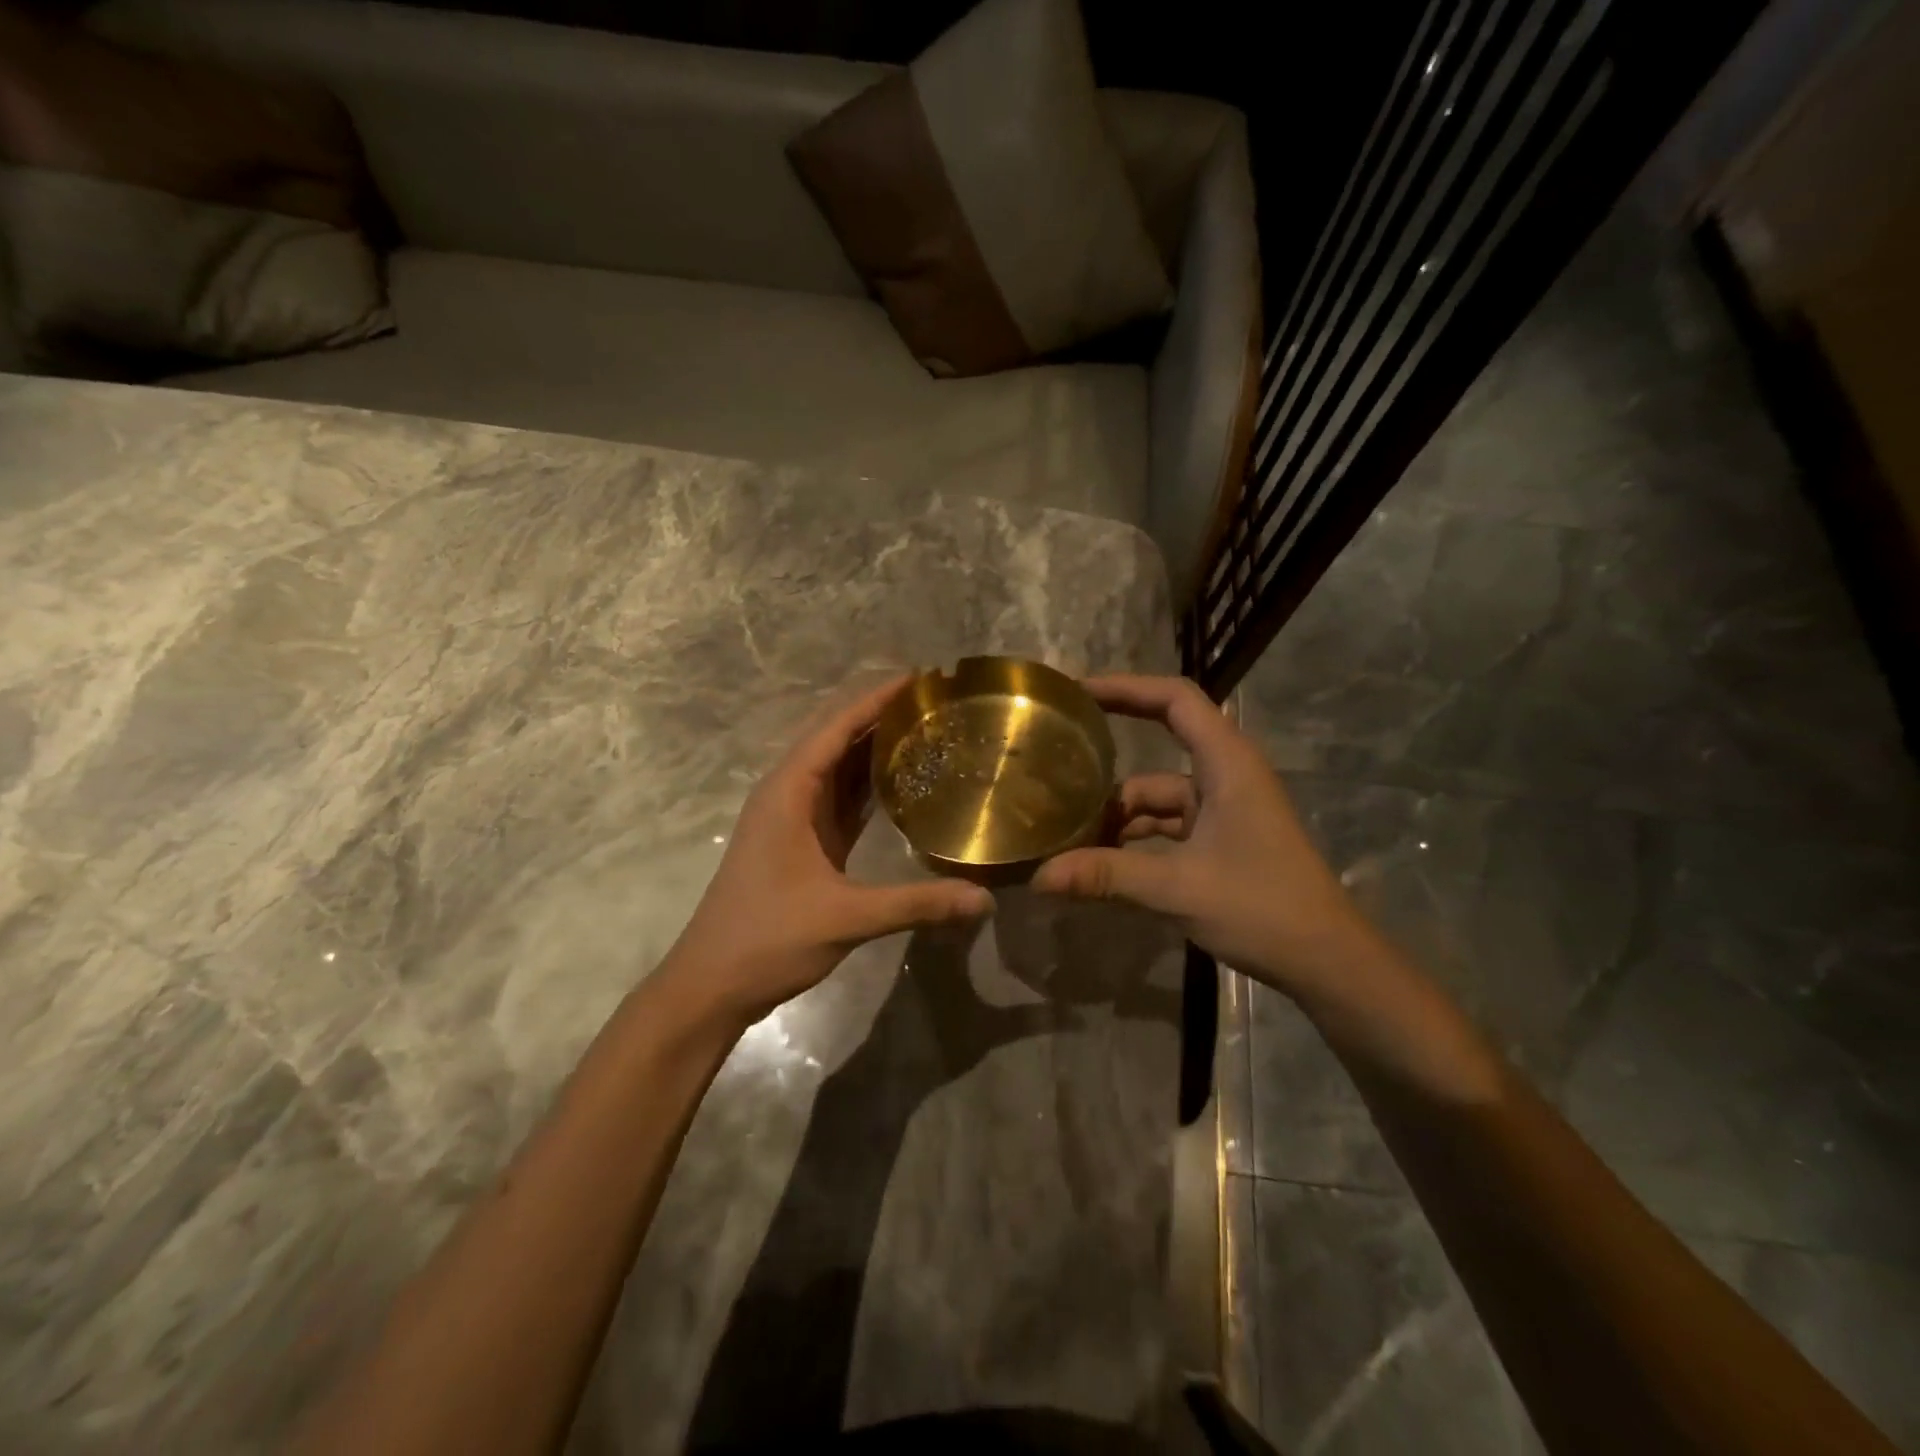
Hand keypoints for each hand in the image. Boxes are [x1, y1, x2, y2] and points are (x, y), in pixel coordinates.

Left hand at [661, 676, 993, 1028]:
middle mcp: (789, 793)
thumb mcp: (846, 918)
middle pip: (838, 739)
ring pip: (839, 768)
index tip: (920, 678)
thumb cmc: (768, 939)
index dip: (876, 699)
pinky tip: (903, 782)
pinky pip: (841, 799)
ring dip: (876, 748)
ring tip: (929, 731)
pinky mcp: (803, 842)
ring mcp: (794, 818)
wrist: (712, 983)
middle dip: (882, 716)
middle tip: (938, 704)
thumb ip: (917, 904)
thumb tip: (985, 900)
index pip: (836, 727)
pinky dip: (869, 785)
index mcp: (789, 792)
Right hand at [1032, 674, 1372, 1001]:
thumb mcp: (1178, 888)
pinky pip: (1166, 827)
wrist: (1326, 962)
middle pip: (1158, 750)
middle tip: (1054, 768)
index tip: (1077, 694)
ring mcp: (1223, 810)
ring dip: (1117, 816)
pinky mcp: (1220, 840)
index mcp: (1227, 764)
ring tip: (1065, 834)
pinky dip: (1134, 840)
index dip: (1126, 687)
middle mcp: (1224, 776)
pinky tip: (1099, 863)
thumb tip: (1039, 877)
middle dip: (1108, 765)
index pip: (1174, 700)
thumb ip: (1107, 876)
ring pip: (1156, 798)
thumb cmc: (1262, 908)